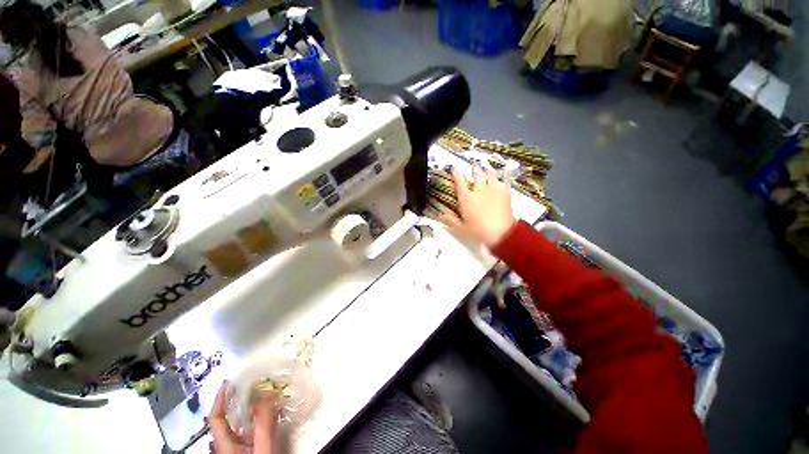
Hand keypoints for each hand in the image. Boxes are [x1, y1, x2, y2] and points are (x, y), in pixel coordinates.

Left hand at [209, 381, 278, 453]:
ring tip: (268, 394)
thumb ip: (263, 421)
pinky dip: (261, 418)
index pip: (216, 417)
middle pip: (230, 418)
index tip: (228, 382)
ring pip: (244, 424)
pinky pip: (253, 430)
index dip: (220, 399)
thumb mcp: (262, 445)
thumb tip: (268, 393)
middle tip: (255, 384)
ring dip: (254, 408)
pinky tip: (273, 414)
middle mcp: (228, 445)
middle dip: (242, 399)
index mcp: (225, 443)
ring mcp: (239, 449)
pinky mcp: (251, 450)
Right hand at [440, 166, 515, 246]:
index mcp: (466, 198)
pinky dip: (505, 174)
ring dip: (488, 171)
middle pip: (476, 174)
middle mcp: (479, 190)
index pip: (459, 182)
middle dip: (474, 168)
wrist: (500, 233)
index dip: (456, 173)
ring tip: (487, 169)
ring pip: (490, 173)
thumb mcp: (462, 227)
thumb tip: (440, 216)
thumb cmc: (478, 231)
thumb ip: (451, 220)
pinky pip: (505, 178)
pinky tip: (505, 171)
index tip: (454, 168)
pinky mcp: (505, 191)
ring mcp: (493, 189)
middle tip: (473, 164)